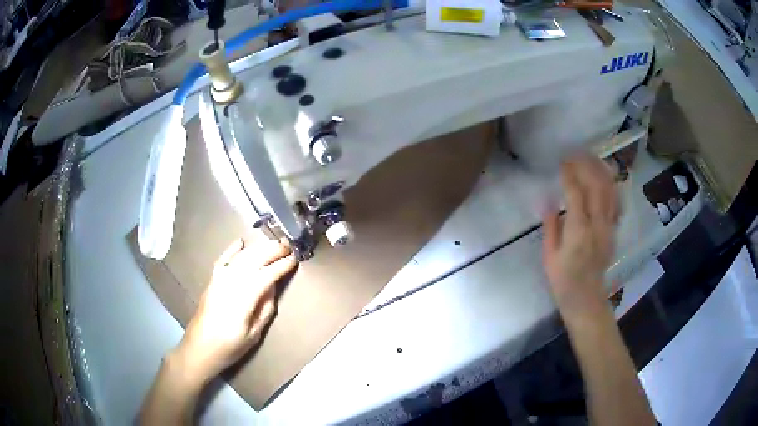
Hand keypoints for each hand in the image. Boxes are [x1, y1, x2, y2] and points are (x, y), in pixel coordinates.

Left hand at [172, 238, 296, 384]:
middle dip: (272, 251)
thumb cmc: (229, 347)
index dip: (281, 266)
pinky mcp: (212, 280)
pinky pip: (223, 259)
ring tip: (273, 243)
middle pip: (254, 260)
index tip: (294, 259)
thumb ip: (265, 309)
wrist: (199, 348)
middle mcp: (230, 283)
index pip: (266, 275)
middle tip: (288, 246)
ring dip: (258, 248)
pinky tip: (241, 242)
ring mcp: (219, 279)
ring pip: (241, 257)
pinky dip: (232, 249)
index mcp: (243, 299)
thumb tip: (273, 287)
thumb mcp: (254, 335)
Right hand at [543, 155, 618, 316]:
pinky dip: (612, 186)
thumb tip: (547, 201)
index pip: (576, 193)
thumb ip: (550, 226)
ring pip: (610, 191)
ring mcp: (609, 227)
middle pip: (597, 186)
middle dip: (587, 165)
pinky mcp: (614, 231)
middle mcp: (598, 225)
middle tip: (576, 154)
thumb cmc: (563, 280)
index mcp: (578, 231)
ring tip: (591, 158)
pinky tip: (606, 178)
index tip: (562, 162)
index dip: (570, 174)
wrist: (586, 299)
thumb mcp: (549, 256)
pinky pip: (616, 203)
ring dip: (601, 171)